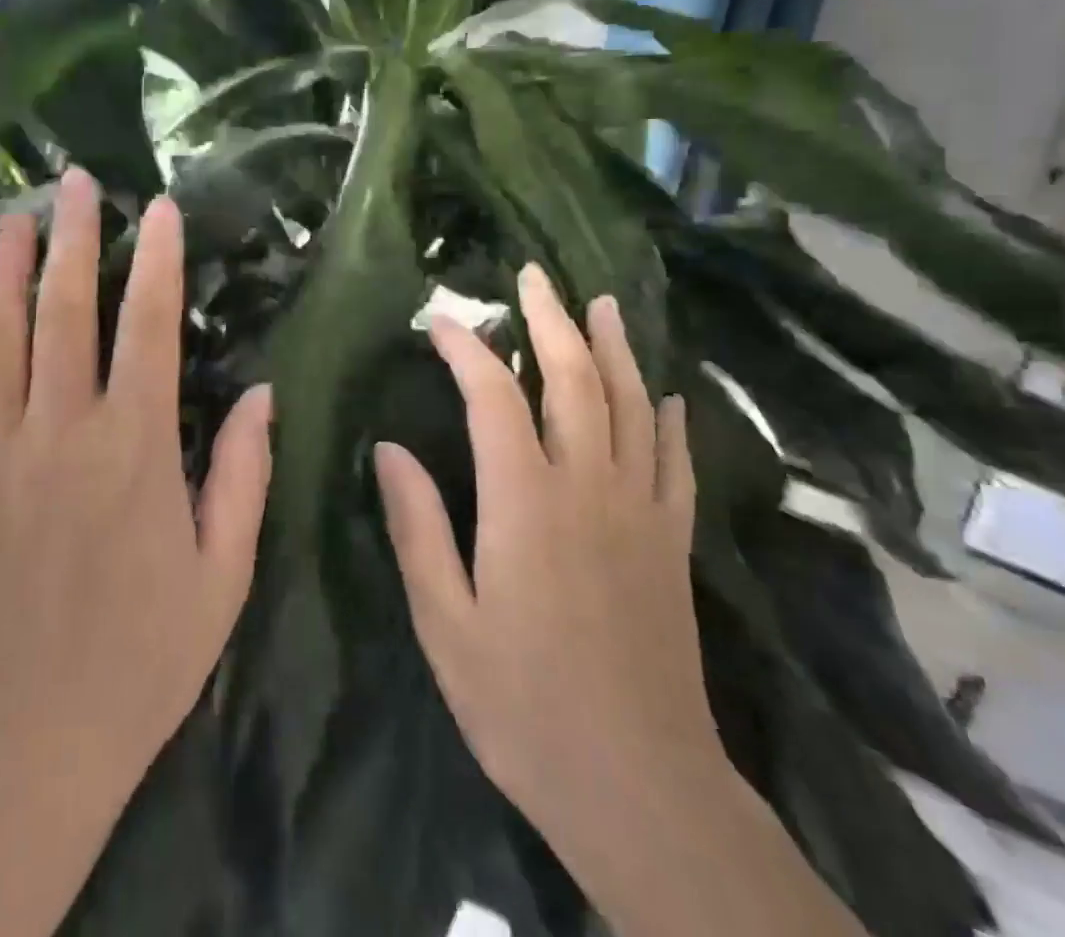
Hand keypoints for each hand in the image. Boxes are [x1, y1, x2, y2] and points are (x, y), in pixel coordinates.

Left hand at [0, 168, 271, 803]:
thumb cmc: (142, 660)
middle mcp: (59, 431)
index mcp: (136, 447)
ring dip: (5, 271)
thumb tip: (263, 391)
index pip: (151, 328)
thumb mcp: (223, 574)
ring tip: (12, 217)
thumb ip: (244, 474)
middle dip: (76, 239)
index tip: (161, 209)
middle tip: (77, 182)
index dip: (159, 262)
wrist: (24, 748)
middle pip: (67, 311)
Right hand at [373, 269, 715, 842]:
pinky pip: (676, 461)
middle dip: (551, 320)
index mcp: (525, 502)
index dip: (468, 349)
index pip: (494, 397)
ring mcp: (641, 512)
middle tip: (534, 276)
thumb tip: (388, 448)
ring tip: (601, 304)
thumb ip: (416, 527)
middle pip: (575, 380)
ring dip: (615, 348)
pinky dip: (670, 418)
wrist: (641, 788)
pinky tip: (667, 392)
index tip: (442, 322)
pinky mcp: (674, 543)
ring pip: (633, 406)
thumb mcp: (444, 623)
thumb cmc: (523, 706)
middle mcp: (589, 488)